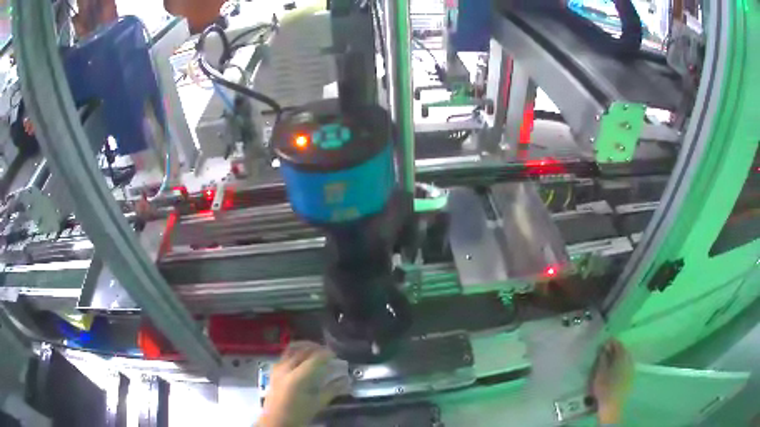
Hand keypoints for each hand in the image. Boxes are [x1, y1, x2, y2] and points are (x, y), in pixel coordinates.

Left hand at [259, 342, 350, 426]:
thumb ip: (332, 390)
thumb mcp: (317, 404)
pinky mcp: (273, 369)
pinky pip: (285, 354)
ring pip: (292, 349)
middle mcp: (286, 368)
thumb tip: (346, 380)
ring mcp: (278, 367)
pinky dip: (296, 351)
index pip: (314, 359)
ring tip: (316, 350)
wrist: (275, 420)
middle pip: (302, 350)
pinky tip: (303, 357)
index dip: (326, 354)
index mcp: (297, 378)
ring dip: (305, 346)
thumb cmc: (297, 414)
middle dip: (317, 348)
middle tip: (328, 352)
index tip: (336, 354)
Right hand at [591, 339, 633, 424]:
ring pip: (625, 358)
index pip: (617, 344)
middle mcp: (629, 360)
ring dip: (618, 357)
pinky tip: (614, 369)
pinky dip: (620, 364)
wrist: (612, 406)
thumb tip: (604, 347)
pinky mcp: (631, 376)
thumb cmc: (604, 389)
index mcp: (622, 357)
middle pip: (622, 350)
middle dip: (614, 349)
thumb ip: (602, 359)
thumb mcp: (600, 373)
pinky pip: (626, 365)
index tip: (602, 344)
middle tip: (604, 352)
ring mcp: (631, 368)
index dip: (610, 342)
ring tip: (608, 361)